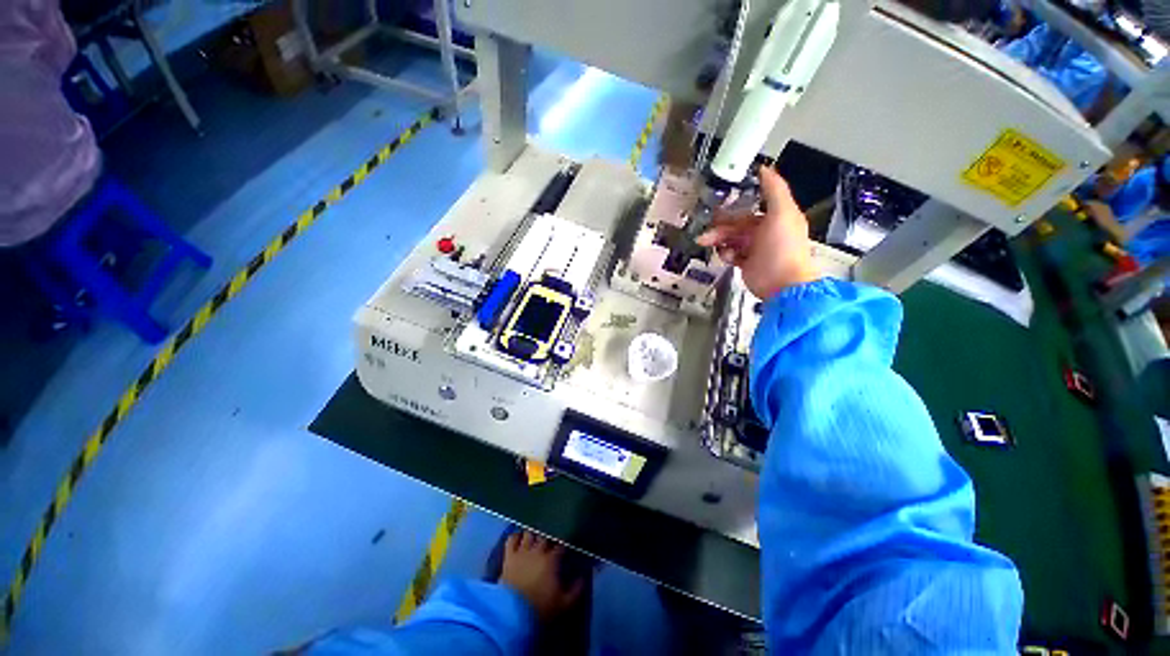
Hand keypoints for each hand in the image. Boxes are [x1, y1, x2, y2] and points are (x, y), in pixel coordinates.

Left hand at [499, 532, 583, 621]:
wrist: (513, 613)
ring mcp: (522, 552)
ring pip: (529, 534)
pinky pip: (511, 540)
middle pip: (544, 536)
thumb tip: (583, 578)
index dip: (563, 544)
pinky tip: (518, 536)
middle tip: (549, 539)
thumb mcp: (564, 603)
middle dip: (548, 536)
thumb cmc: (540, 607)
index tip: (564, 546)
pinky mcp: (509, 556)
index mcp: (551, 559)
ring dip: (532, 533)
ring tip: (535, 534)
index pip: (560, 545)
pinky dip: (515, 536)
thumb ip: (576, 589)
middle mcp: (538, 550)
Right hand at [697, 167, 819, 299]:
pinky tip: (727, 257)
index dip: (734, 206)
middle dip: (720, 228)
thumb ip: (774, 189)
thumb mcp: (782, 213)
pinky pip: (731, 254)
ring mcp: (755, 248)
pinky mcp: (747, 263)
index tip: (718, 204)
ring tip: (708, 245)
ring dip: (718, 240)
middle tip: (705, 234)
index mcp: (775, 217)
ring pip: (731, 239)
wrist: (782, 284)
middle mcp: (765, 231)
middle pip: (736, 225)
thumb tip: (765, 168)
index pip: (750, 207)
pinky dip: (726, 254)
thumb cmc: (783, 248)